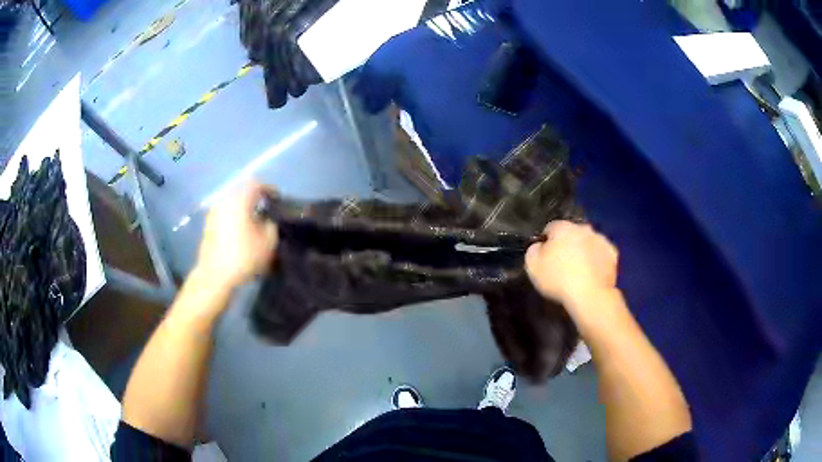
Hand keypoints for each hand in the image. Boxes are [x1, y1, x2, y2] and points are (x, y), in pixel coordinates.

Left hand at [195, 182, 278, 289]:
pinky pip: (225, 215)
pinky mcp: (208, 226)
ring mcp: (213, 213)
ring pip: (232, 205)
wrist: (215, 276)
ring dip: (244, 210)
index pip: (256, 184)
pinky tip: (241, 233)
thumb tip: (268, 220)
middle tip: (267, 211)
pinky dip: (234, 219)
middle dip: (255, 199)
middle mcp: (224, 201)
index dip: (269, 189)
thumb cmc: (243, 257)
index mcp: (239, 200)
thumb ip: (272, 225)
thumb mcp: (268, 242)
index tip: (278, 199)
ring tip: (254, 224)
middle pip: (242, 193)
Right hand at [525, 221, 617, 308]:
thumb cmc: (558, 279)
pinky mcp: (612, 253)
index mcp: (562, 227)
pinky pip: (601, 253)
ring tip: (579, 270)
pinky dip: (597, 260)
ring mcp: (600, 239)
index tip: (545, 257)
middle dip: (567, 244)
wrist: (590, 295)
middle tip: (562, 263)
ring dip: (583, 250)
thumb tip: (539, 245)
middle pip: (571, 233)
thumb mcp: (532, 265)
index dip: (546, 242)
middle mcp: (583, 228)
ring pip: (588, 241)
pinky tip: (592, 273)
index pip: (550, 228)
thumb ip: (533, 250)